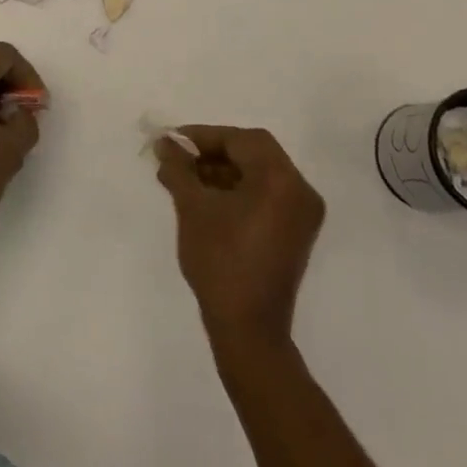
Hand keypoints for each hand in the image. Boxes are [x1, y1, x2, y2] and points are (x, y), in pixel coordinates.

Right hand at [155, 125, 324, 346]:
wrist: (248, 330)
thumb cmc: (220, 262)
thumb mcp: (193, 208)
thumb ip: (179, 168)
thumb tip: (164, 143)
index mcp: (281, 179)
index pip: (241, 140)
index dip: (204, 136)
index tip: (173, 142)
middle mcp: (300, 189)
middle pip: (254, 153)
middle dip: (213, 152)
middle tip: (179, 159)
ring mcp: (302, 213)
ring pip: (259, 174)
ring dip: (224, 172)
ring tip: (186, 179)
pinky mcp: (296, 233)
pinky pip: (267, 196)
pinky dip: (239, 190)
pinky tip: (207, 198)